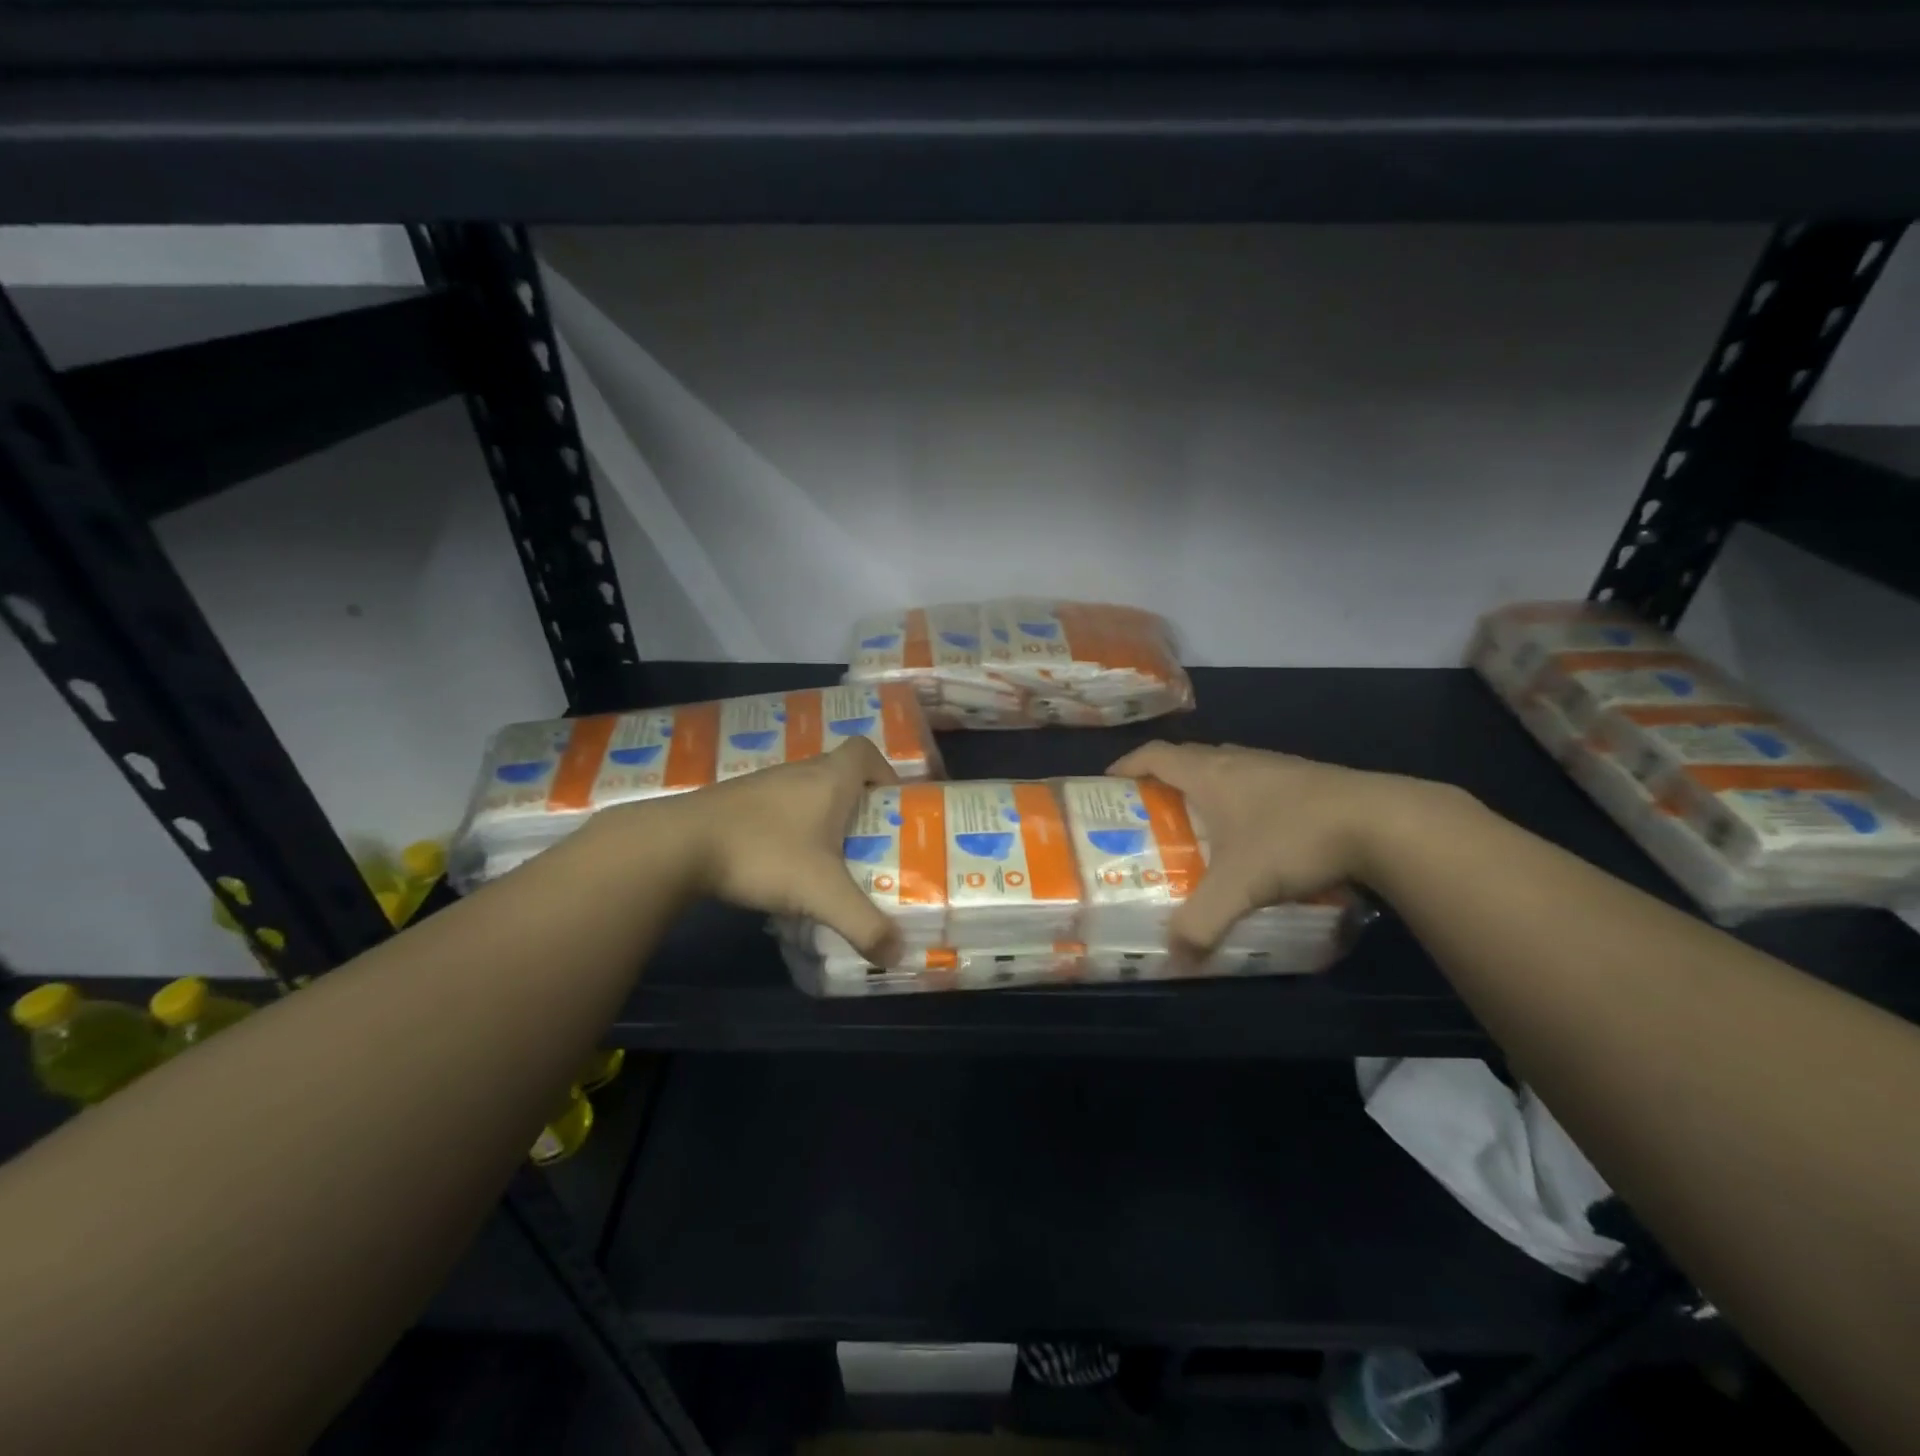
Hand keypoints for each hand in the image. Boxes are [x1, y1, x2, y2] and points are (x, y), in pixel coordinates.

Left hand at [649, 737, 902, 962]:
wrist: (679, 844)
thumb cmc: (764, 853)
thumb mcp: (822, 893)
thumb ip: (863, 924)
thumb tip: (898, 954)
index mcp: (829, 778)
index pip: (866, 751)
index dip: (886, 772)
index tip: (892, 806)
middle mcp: (799, 772)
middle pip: (840, 773)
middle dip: (859, 805)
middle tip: (869, 842)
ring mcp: (764, 785)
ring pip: (807, 792)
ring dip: (823, 818)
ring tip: (831, 858)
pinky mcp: (737, 803)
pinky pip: (779, 807)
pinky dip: (791, 827)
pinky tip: (785, 863)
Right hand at [1107, 741, 1441, 956]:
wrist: (1381, 821)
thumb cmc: (1293, 839)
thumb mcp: (1239, 887)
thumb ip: (1201, 924)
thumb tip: (1176, 959)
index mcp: (1209, 773)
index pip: (1154, 755)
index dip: (1127, 765)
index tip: (1107, 784)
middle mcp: (1237, 760)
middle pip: (1187, 758)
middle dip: (1162, 780)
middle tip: (1149, 812)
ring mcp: (1274, 766)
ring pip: (1224, 768)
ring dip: (1203, 786)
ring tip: (1197, 822)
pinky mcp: (1306, 778)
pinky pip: (1255, 781)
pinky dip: (1239, 798)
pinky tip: (1252, 832)